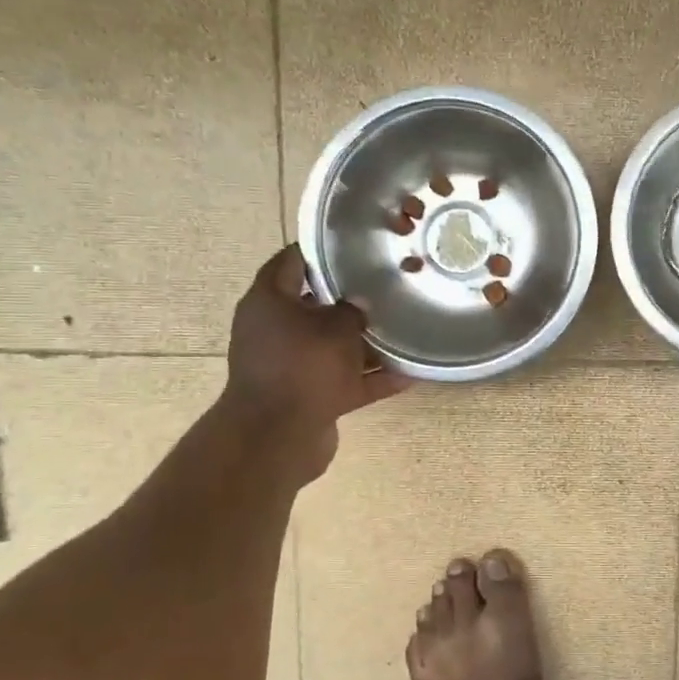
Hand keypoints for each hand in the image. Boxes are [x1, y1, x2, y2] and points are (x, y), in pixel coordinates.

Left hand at [224, 244, 411, 482]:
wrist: (279, 436)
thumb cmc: (304, 366)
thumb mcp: (337, 327)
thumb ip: (353, 310)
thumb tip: (360, 306)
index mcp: (269, 302)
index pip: (291, 261)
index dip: (320, 250)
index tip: (353, 243)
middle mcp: (274, 330)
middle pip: (315, 306)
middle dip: (350, 299)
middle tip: (386, 286)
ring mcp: (290, 365)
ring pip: (332, 346)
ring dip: (364, 342)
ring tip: (403, 330)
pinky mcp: (307, 396)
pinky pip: (344, 380)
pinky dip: (371, 378)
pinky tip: (408, 375)